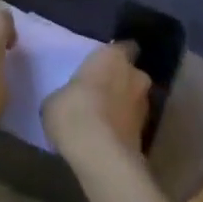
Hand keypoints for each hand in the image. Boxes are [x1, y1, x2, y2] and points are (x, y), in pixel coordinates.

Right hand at [43, 41, 150, 163]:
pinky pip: (131, 123)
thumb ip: (69, 93)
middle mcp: (136, 75)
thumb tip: (70, 99)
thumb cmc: (74, 113)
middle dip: (120, 82)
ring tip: (102, 120)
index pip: (124, 47)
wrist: (100, 154)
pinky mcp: (146, 133)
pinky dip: (123, 128)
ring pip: (134, 100)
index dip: (114, 56)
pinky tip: (106, 138)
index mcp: (113, 57)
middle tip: (100, 94)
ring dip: (123, 106)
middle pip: (131, 74)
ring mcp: (145, 105)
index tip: (102, 65)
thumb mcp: (55, 100)